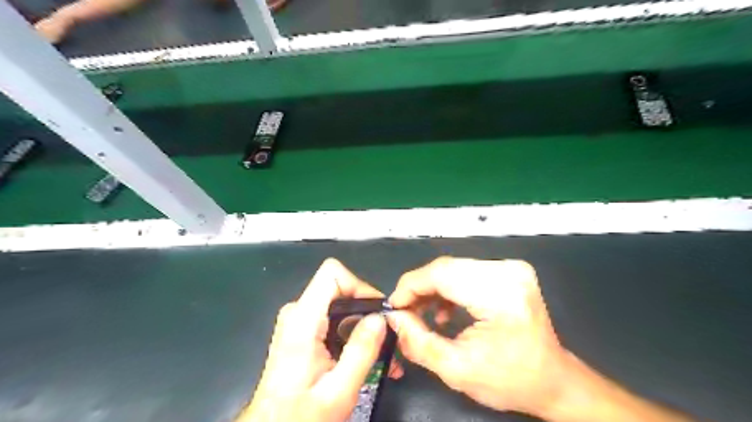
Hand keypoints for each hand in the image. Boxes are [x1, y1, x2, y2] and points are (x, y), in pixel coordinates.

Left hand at [240, 258, 401, 421]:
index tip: (377, 312)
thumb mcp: (339, 389)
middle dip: (366, 309)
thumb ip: (361, 351)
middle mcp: (297, 312)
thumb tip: (380, 318)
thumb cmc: (300, 415)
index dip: (359, 286)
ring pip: (339, 304)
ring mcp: (298, 320)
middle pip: (339, 288)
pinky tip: (364, 355)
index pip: (332, 273)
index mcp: (302, 320)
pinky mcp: (302, 330)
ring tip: (381, 351)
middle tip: (386, 336)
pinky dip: (351, 331)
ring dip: (362, 324)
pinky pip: (333, 317)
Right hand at [388, 255, 569, 417]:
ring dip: (433, 288)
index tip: (394, 306)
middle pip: (446, 268)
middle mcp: (508, 272)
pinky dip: (449, 287)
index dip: (411, 286)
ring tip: (422, 314)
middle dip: (419, 288)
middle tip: (404, 311)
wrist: (553, 380)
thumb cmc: (510, 380)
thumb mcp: (457, 370)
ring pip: (454, 267)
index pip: (442, 274)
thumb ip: (418, 342)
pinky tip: (444, 309)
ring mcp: (511, 268)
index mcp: (500, 295)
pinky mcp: (509, 271)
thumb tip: (393, 317)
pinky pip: (467, 271)